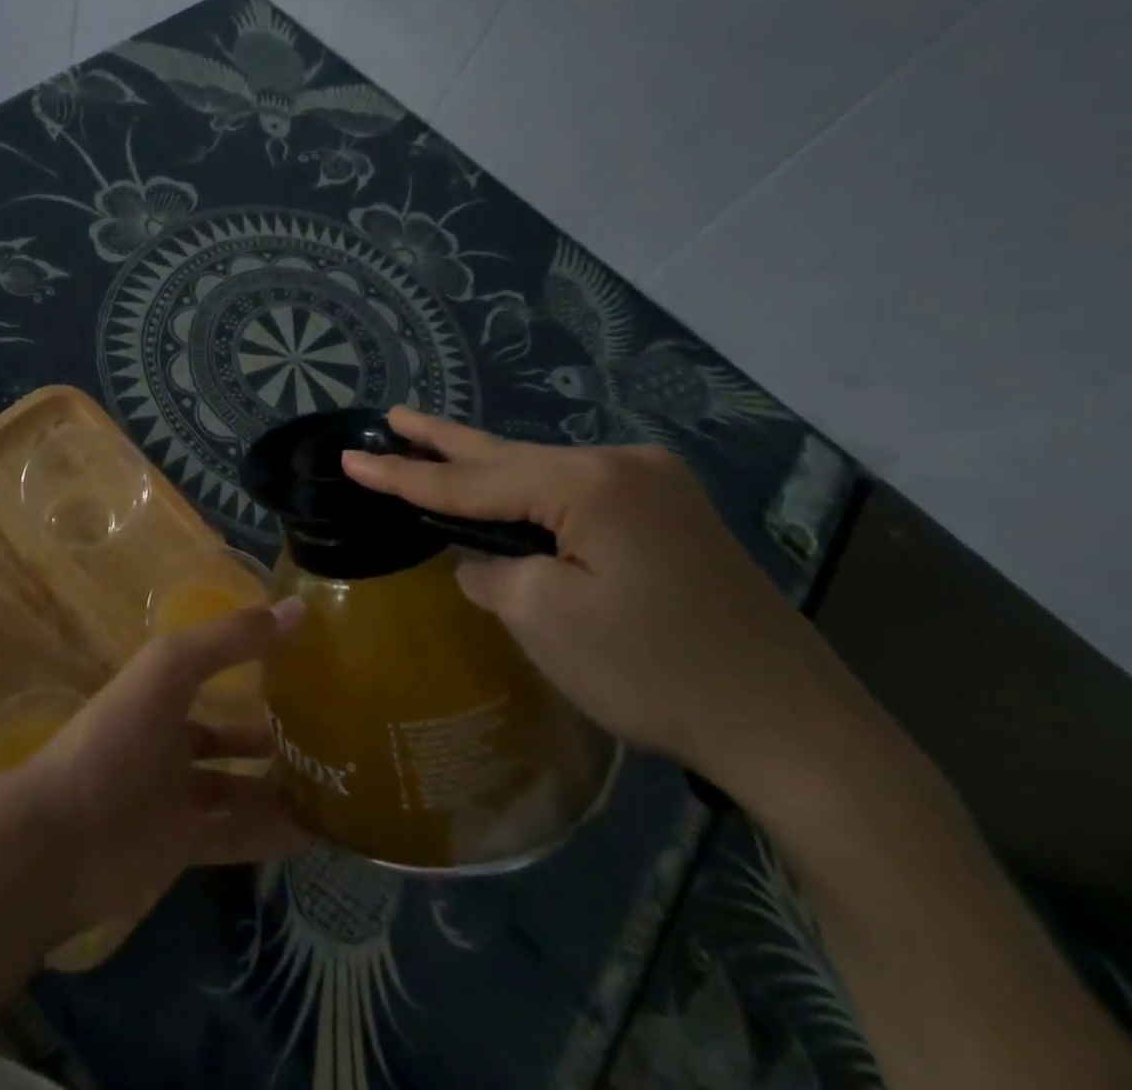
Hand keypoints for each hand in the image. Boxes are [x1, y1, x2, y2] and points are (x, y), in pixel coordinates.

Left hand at [16, 598, 310, 931]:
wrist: (60, 840)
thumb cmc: (116, 739)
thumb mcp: (170, 670)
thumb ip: (230, 639)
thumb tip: (298, 608)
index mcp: (161, 692)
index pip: (214, 667)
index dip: (253, 659)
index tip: (305, 658)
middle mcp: (168, 740)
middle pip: (228, 733)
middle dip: (271, 732)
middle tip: (331, 732)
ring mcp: (173, 796)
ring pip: (237, 788)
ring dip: (278, 785)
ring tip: (335, 781)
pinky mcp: (179, 846)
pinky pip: (236, 836)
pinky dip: (272, 833)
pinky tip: (315, 832)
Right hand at [341, 409, 882, 805]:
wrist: (798, 732)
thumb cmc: (656, 671)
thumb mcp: (546, 620)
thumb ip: (494, 573)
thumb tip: (488, 561)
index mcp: (591, 482)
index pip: (472, 479)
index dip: (404, 474)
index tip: (352, 454)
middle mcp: (626, 465)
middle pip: (509, 456)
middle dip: (444, 442)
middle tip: (393, 417)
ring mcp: (657, 488)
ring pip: (545, 475)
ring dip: (489, 471)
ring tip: (433, 447)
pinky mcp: (673, 518)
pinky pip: (579, 496)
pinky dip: (532, 498)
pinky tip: (507, 495)